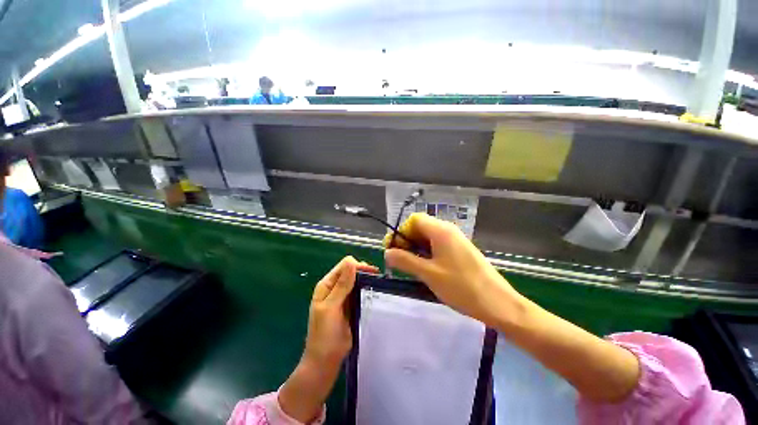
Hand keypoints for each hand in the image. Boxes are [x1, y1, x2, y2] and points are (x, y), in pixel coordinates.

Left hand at [303, 256, 377, 367]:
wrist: (326, 360)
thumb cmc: (324, 333)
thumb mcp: (331, 307)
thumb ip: (342, 285)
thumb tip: (351, 262)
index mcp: (327, 285)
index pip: (344, 266)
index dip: (357, 266)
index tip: (371, 273)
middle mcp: (335, 287)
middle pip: (351, 271)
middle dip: (363, 272)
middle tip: (376, 279)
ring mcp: (344, 296)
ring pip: (357, 281)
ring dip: (366, 280)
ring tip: (378, 284)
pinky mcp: (351, 305)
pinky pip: (360, 292)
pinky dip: (367, 290)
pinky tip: (374, 292)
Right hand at [384, 213, 522, 325]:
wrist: (498, 303)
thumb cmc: (462, 287)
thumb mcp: (429, 274)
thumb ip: (406, 261)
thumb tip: (387, 252)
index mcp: (441, 231)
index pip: (414, 220)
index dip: (401, 231)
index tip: (392, 249)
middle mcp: (448, 230)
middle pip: (421, 227)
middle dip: (407, 241)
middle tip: (398, 260)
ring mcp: (456, 240)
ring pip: (429, 237)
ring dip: (416, 248)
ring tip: (409, 266)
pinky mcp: (460, 251)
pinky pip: (438, 245)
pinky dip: (427, 253)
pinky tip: (425, 268)